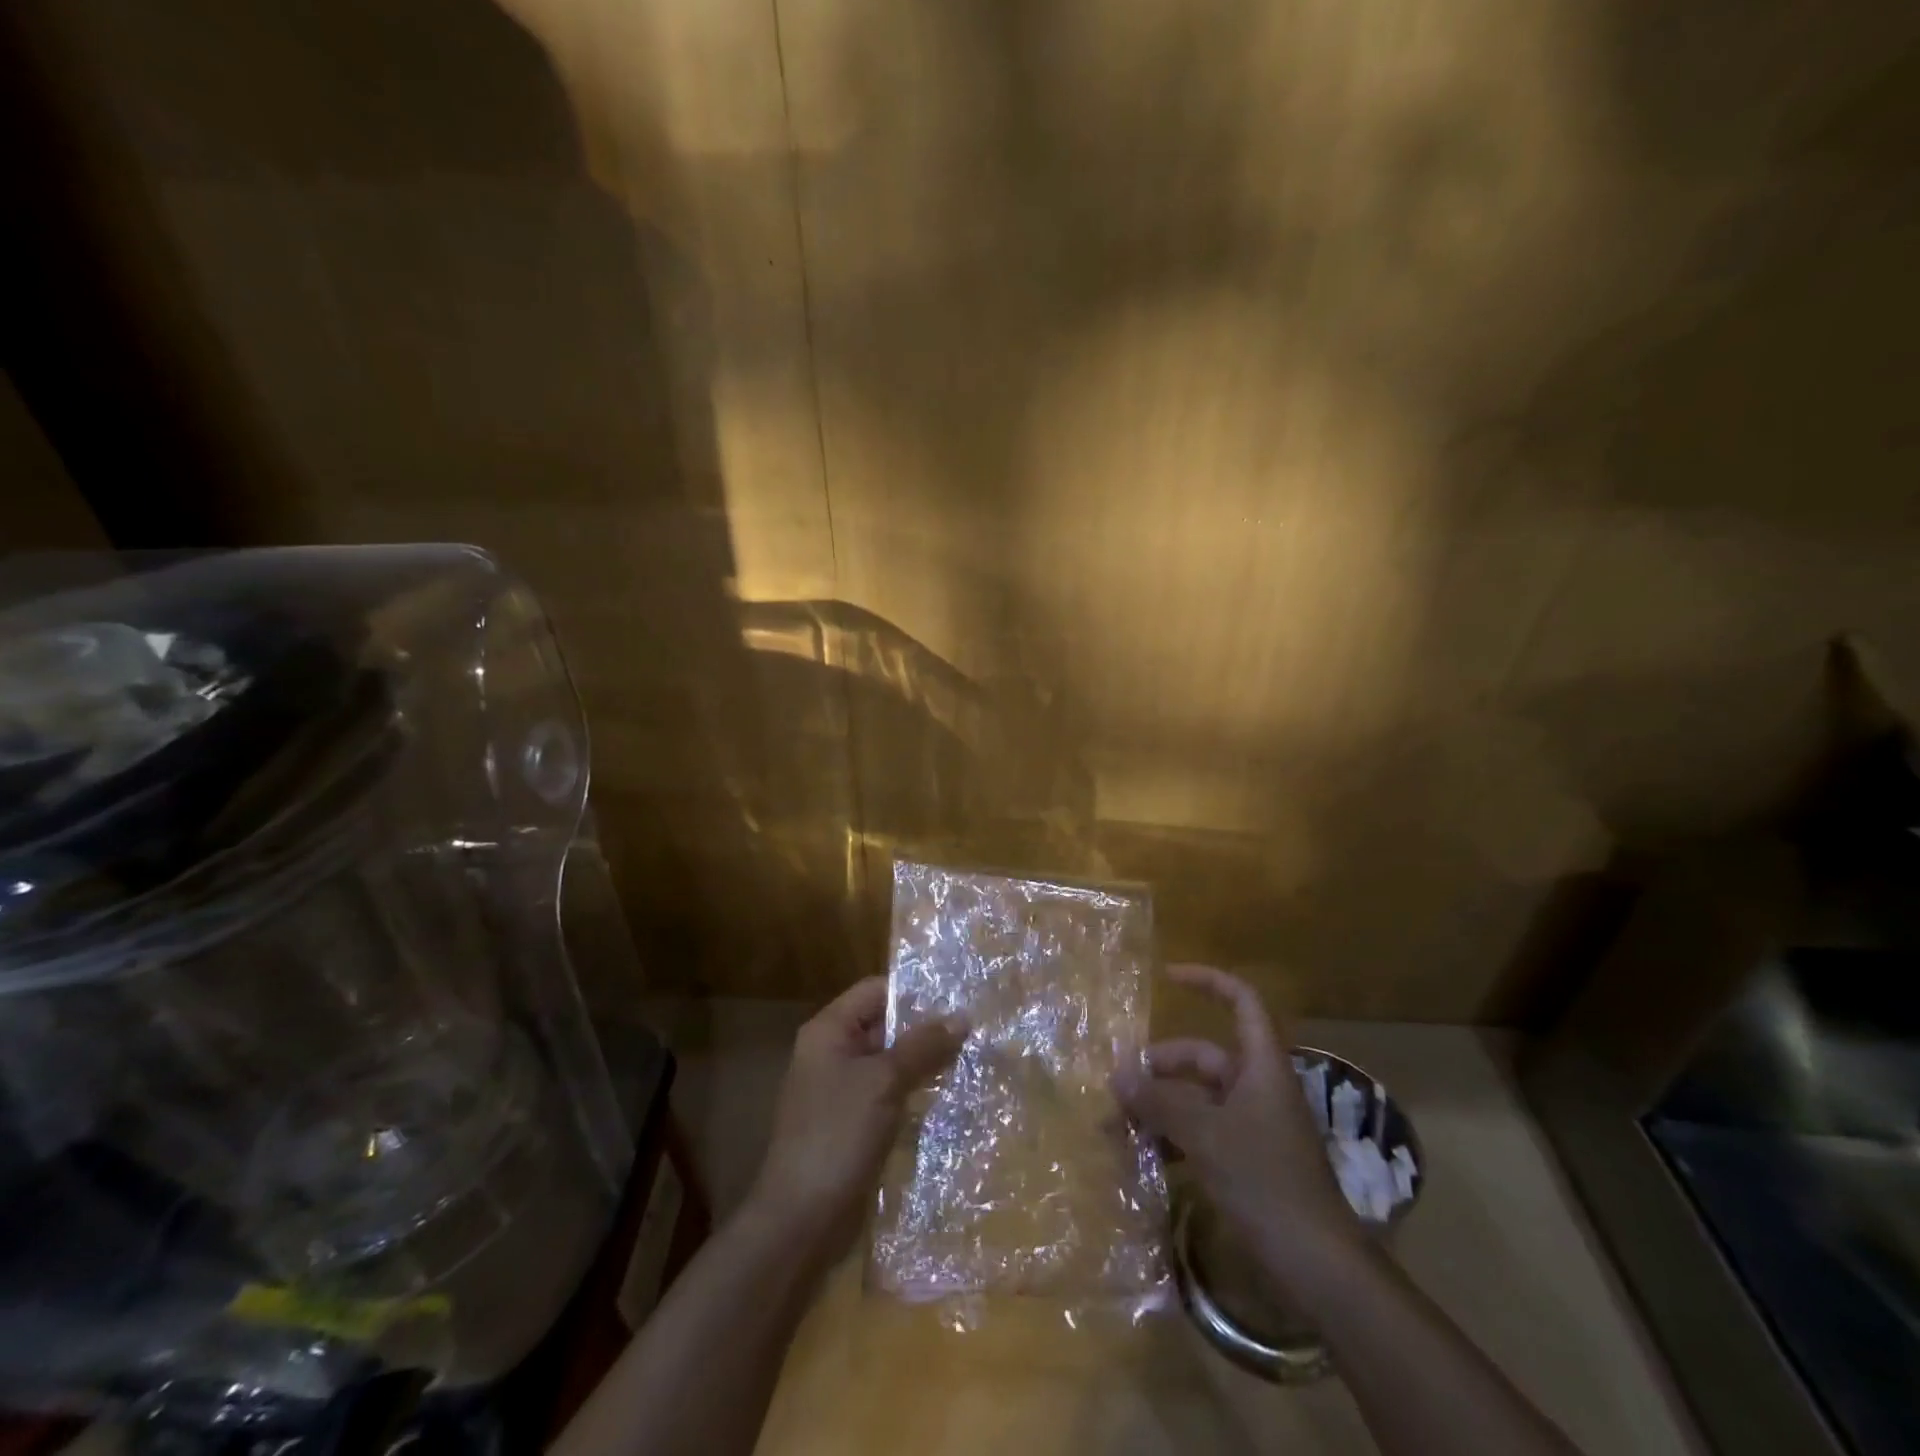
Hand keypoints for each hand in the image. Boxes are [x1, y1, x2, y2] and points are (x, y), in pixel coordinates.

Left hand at [745, 977, 966, 1257]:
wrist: (800, 1220)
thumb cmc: (837, 1135)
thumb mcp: (884, 1082)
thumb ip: (922, 1045)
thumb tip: (962, 1015)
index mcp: (829, 1031)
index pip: (876, 991)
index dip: (915, 992)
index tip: (958, 998)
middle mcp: (832, 1052)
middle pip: (884, 1025)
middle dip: (925, 1029)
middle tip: (974, 1030)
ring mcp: (841, 1090)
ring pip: (890, 1062)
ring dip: (924, 1062)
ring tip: (970, 1059)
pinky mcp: (852, 1123)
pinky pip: (888, 1094)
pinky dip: (914, 1091)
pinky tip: (948, 1096)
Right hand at [1114, 964, 1363, 1291]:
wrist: (1318, 1266)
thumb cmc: (1266, 1182)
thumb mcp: (1205, 1135)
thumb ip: (1159, 1101)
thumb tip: (1117, 1072)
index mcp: (1261, 1066)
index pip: (1241, 1001)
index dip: (1206, 981)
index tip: (1166, 977)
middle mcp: (1257, 1087)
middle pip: (1202, 1057)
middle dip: (1158, 1068)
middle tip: (1117, 1088)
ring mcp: (1253, 1126)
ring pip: (1196, 1099)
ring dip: (1159, 1108)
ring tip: (1117, 1129)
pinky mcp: (1248, 1160)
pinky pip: (1202, 1132)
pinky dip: (1173, 1138)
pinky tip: (1143, 1158)